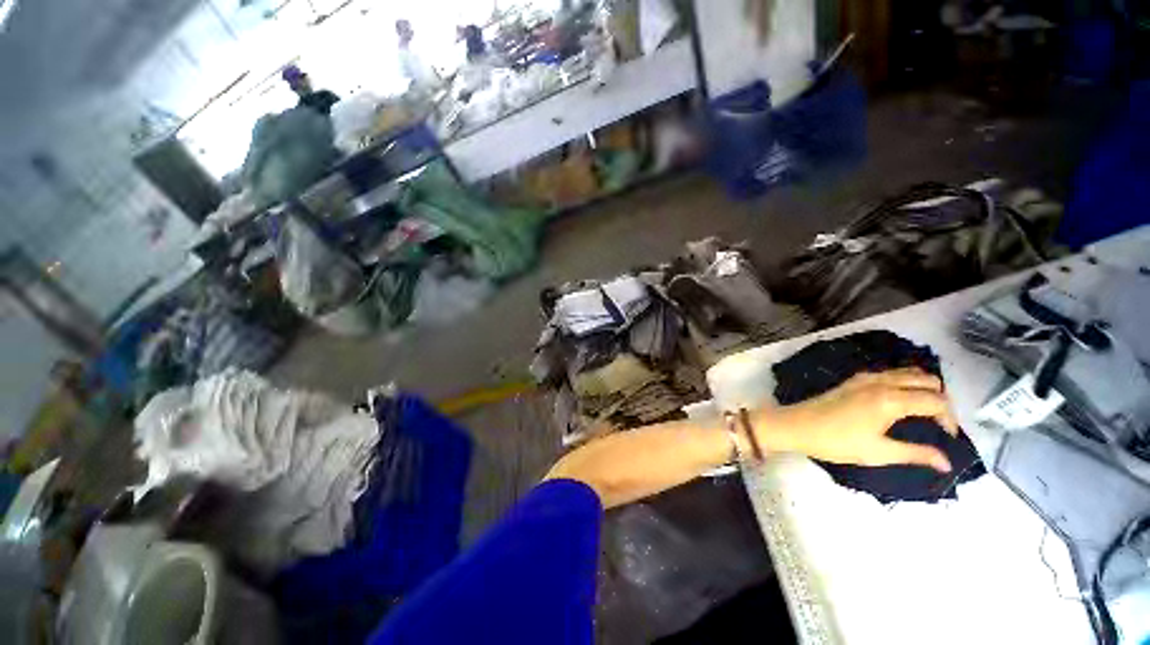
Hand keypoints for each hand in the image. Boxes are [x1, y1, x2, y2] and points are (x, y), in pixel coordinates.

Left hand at [756, 368, 958, 471]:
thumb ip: (915, 454)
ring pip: (908, 373)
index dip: (949, 419)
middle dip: (940, 399)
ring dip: (923, 387)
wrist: (796, 425)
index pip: (936, 401)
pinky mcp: (854, 379)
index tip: (947, 437)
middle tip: (938, 423)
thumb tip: (947, 463)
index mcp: (891, 399)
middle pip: (927, 380)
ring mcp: (866, 377)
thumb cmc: (836, 442)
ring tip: (924, 412)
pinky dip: (905, 382)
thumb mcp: (878, 453)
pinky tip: (901, 401)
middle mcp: (881, 382)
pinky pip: (890, 373)